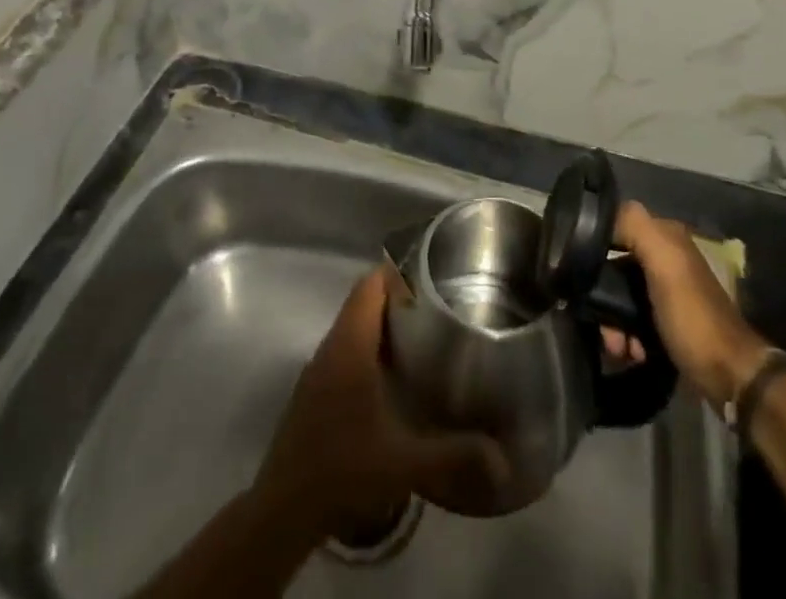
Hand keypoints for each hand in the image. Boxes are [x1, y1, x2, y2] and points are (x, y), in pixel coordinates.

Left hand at [251, 266, 506, 540]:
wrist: (283, 513)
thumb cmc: (342, 472)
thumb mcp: (404, 464)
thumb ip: (453, 454)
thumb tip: (502, 458)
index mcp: (350, 346)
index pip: (370, 285)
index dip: (398, 272)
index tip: (431, 276)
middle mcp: (331, 347)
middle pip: (363, 302)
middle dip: (397, 298)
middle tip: (437, 307)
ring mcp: (318, 369)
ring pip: (352, 327)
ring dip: (382, 325)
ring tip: (421, 337)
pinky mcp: (313, 392)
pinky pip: (344, 351)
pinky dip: (368, 350)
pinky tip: (391, 379)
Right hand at [614, 202, 770, 408]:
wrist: (729, 376)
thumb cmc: (692, 316)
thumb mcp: (664, 263)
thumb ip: (635, 227)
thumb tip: (601, 214)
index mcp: (666, 238)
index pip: (617, 227)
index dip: (596, 246)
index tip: (582, 274)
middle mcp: (666, 260)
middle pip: (616, 267)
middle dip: (603, 295)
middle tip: (604, 326)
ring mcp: (666, 293)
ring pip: (622, 297)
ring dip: (614, 322)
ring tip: (619, 348)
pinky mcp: (666, 323)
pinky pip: (634, 321)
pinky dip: (628, 336)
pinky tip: (632, 353)